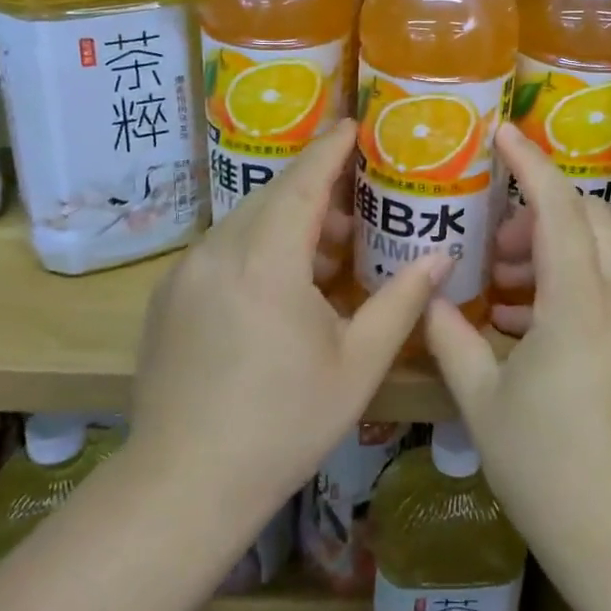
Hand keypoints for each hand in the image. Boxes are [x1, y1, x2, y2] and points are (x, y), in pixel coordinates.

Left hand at [130, 122, 448, 532]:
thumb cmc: (284, 422)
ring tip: (325, 254)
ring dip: (285, 222)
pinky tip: (278, 287)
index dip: (330, 149)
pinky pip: (220, 249)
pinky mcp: (167, 297)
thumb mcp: (358, 363)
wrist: (183, 484)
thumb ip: (403, 301)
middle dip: (314, 190)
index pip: (302, 182)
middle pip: (272, 196)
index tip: (353, 125)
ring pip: (244, 222)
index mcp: (266, 260)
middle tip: (356, 207)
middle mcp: (218, 251)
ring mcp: (185, 273)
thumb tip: (442, 257)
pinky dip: (255, 246)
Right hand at [424, 125, 610, 577]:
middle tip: (497, 244)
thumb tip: (433, 300)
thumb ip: (452, 338)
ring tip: (505, 288)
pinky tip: (529, 326)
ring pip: (604, 254)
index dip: (530, 164)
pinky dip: (572, 283)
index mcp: (578, 305)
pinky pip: (610, 290)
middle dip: (542, 211)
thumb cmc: (546, 468)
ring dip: (556, 249)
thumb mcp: (482, 401)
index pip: (558, 208)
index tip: (503, 135)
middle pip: (591, 219)